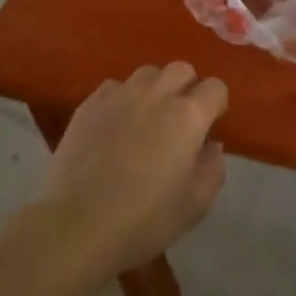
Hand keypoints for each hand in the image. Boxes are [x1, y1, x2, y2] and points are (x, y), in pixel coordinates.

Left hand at [41, 62, 228, 271]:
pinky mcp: (90, 104)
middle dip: (187, 88)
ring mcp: (120, 95)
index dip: (216, 105)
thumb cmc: (145, 219)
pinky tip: (115, 125)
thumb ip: (213, 166)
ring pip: (148, 73)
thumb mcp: (197, 203)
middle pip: (182, 69)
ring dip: (155, 89)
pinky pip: (115, 87)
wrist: (79, 225)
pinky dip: (122, 99)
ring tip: (146, 118)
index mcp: (188, 115)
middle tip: (180, 120)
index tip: (209, 126)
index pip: (215, 87)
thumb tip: (209, 144)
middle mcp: (157, 94)